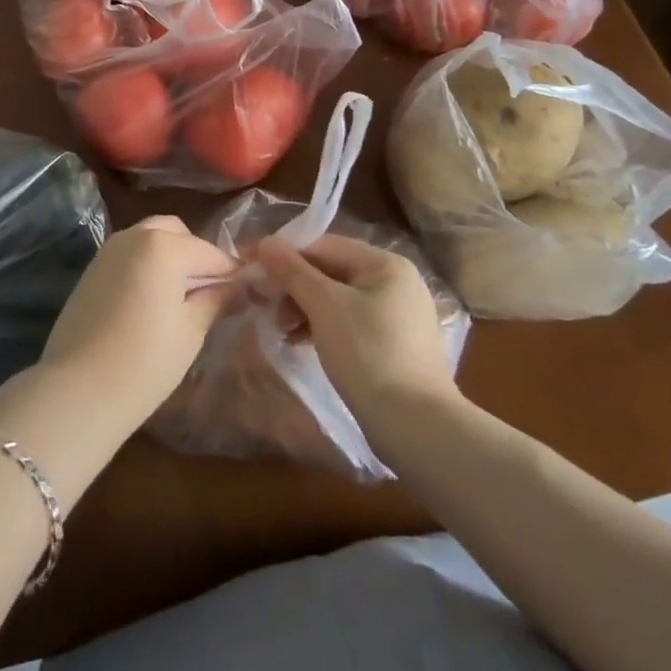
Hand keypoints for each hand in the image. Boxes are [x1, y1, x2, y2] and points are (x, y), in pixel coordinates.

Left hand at [37, 215, 236, 437]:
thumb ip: (216, 300)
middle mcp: (135, 235)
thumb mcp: (191, 331)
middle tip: (211, 294)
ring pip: (150, 239)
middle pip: (177, 233)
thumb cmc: (145, 361)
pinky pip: (130, 253)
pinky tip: (153, 301)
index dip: (231, 273)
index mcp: (164, 245)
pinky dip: (147, 265)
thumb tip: (239, 287)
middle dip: (197, 256)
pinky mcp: (93, 267)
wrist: (78, 388)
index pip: (210, 252)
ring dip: (171, 257)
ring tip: (183, 299)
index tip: (246, 294)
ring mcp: (109, 249)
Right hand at [256, 234, 459, 420]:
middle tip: (263, 304)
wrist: (417, 429)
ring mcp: (397, 316)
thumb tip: (266, 241)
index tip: (253, 268)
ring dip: (303, 308)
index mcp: (385, 265)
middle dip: (293, 285)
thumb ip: (293, 270)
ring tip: (279, 327)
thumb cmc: (369, 354)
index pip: (324, 245)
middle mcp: (396, 283)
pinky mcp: (393, 346)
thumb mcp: (324, 306)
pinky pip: (349, 322)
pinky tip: (299, 342)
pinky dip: (322, 327)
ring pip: (338, 299)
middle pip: (331, 271)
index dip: (285, 255)